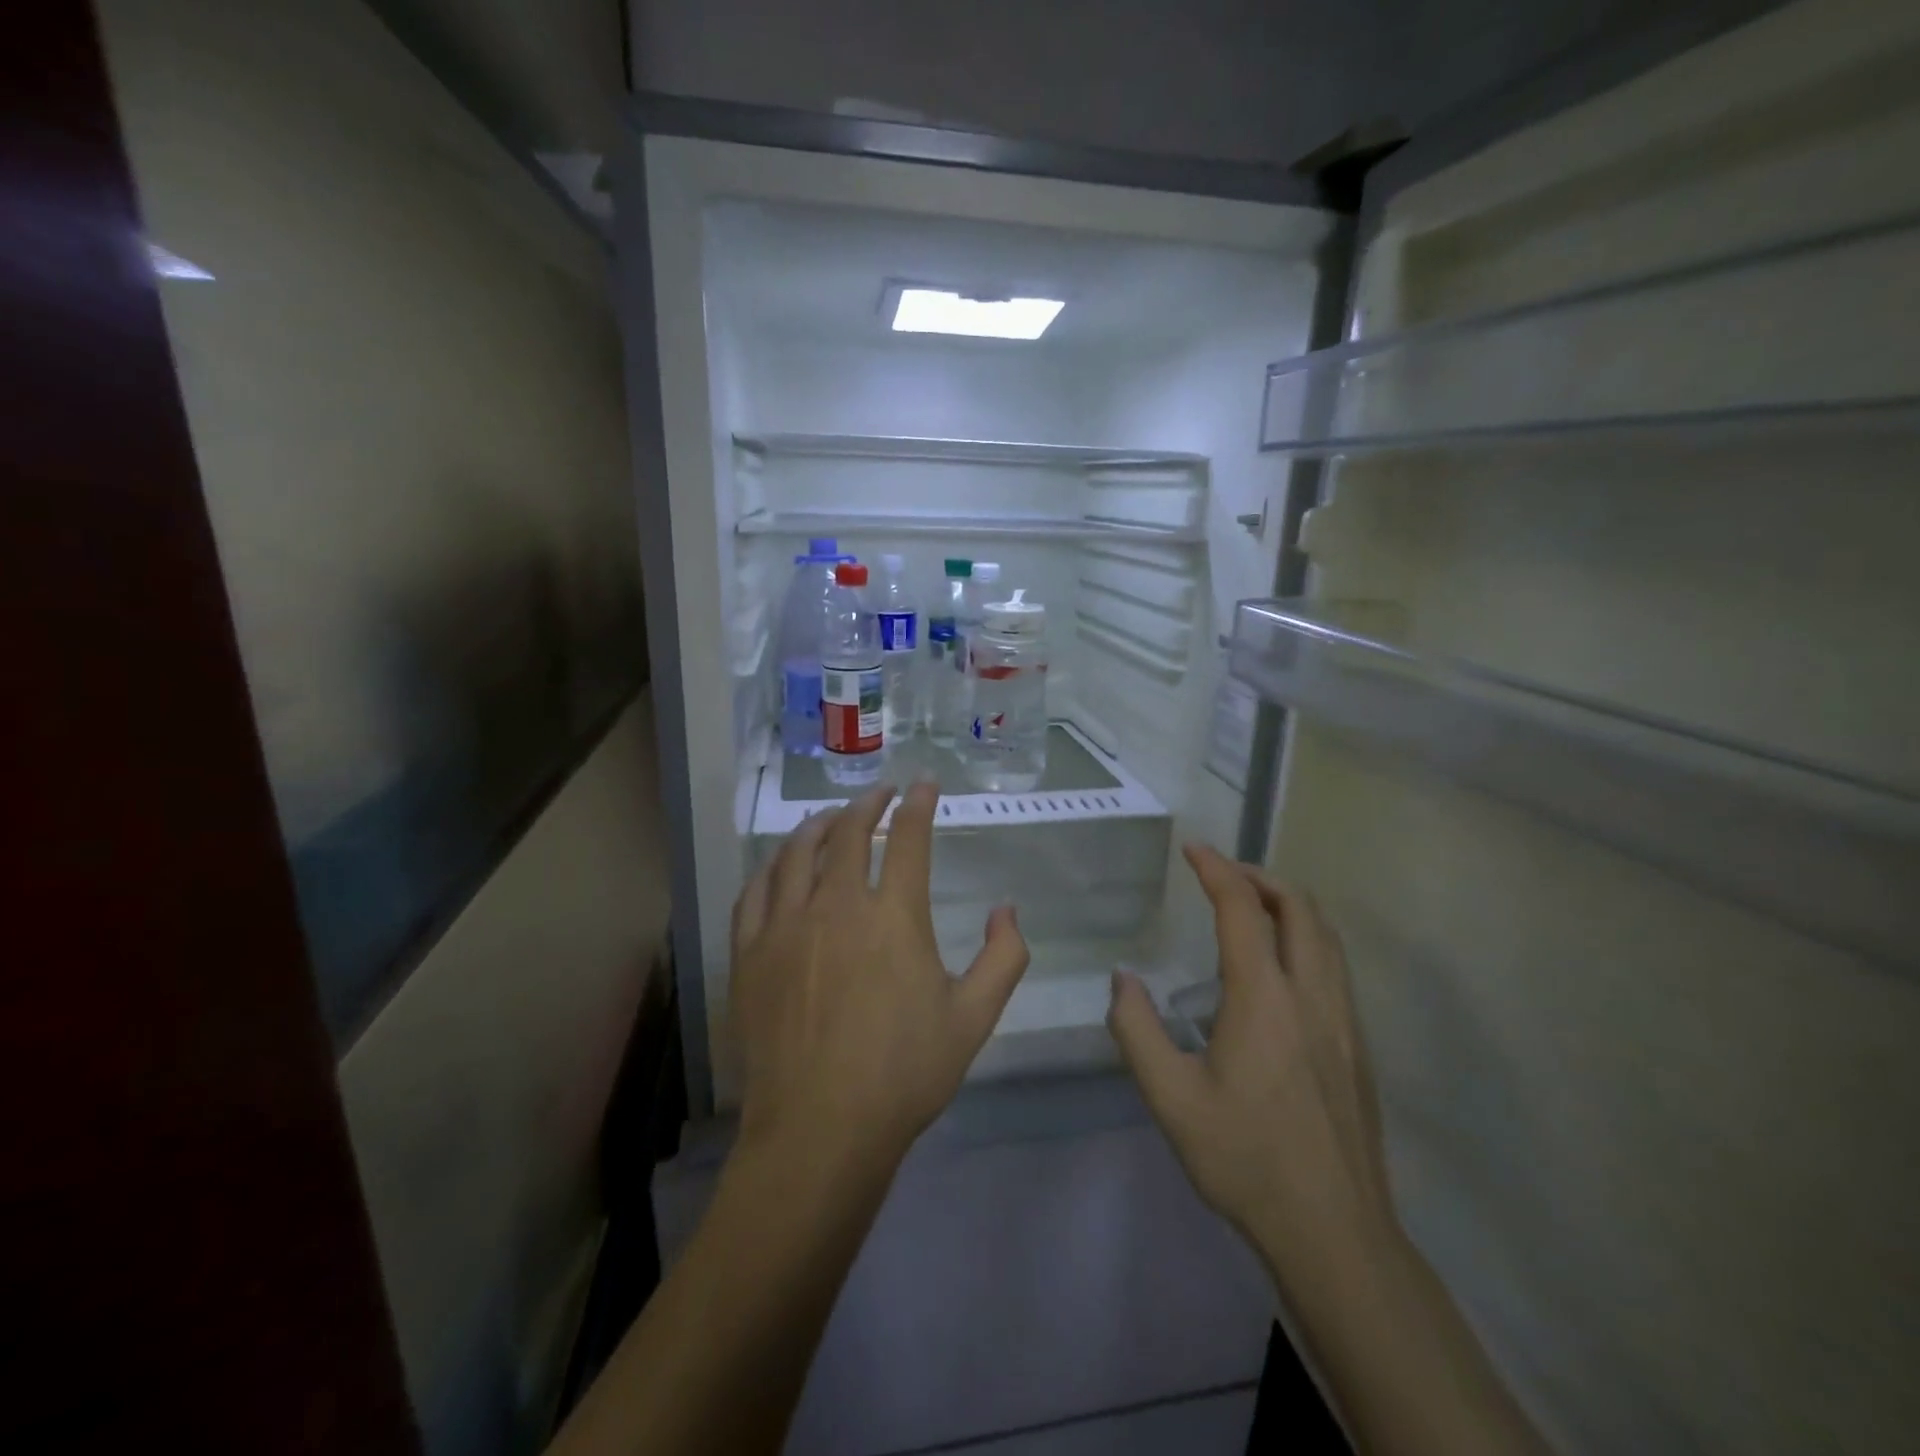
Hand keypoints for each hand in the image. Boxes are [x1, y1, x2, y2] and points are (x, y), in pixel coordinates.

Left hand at [729, 782, 1031, 1175]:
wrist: (820, 1130)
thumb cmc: (904, 1074)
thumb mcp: (974, 1018)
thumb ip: (1004, 957)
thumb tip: (1007, 910)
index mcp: (893, 917)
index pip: (908, 839)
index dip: (918, 805)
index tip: (924, 785)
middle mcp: (836, 906)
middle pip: (848, 833)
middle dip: (868, 804)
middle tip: (881, 794)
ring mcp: (785, 926)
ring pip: (797, 853)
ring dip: (818, 825)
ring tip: (832, 816)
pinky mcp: (750, 952)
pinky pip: (755, 891)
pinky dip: (772, 867)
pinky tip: (780, 865)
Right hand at [1108, 844, 1393, 1290]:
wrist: (1334, 1231)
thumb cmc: (1245, 1159)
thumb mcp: (1170, 1098)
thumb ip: (1137, 1030)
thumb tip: (1123, 980)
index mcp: (1264, 999)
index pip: (1242, 909)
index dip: (1217, 870)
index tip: (1193, 849)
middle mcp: (1311, 995)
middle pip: (1299, 907)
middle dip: (1259, 876)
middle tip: (1221, 873)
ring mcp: (1343, 1020)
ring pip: (1326, 935)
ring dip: (1288, 904)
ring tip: (1250, 907)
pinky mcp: (1358, 1046)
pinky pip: (1334, 965)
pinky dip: (1306, 937)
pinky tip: (1278, 968)